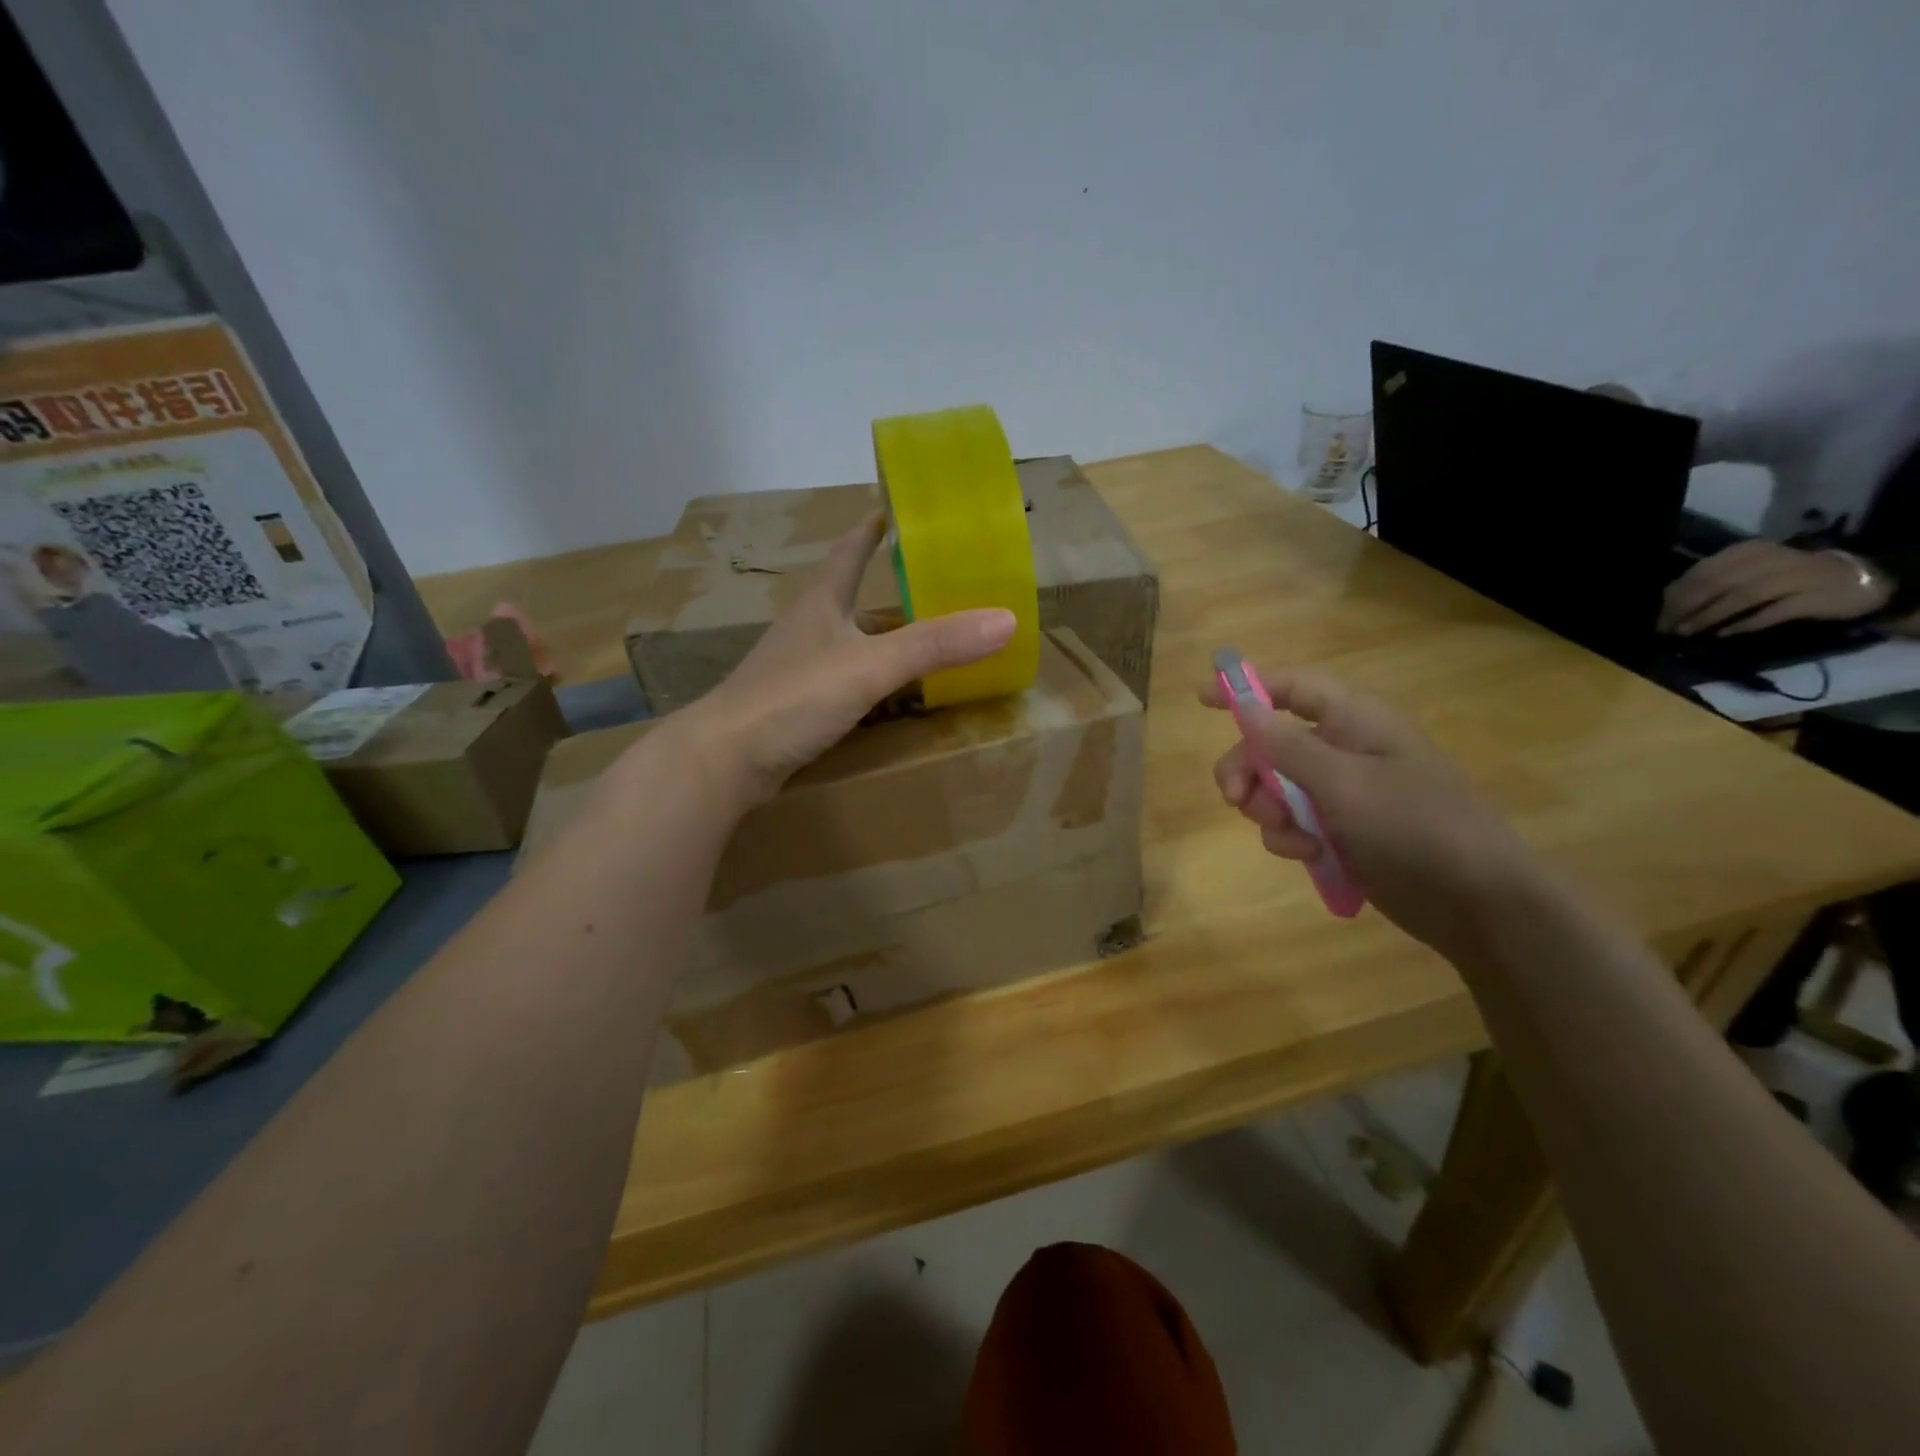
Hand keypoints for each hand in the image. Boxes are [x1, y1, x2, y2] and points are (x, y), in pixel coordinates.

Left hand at [661, 511, 1015, 809]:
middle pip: (850, 595)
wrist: (724, 761)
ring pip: (848, 640)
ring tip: (920, 633)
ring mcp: (798, 668)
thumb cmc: (793, 698)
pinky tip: (887, 689)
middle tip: (933, 580)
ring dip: (879, 634)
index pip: (849, 551)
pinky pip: (844, 678)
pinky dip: (870, 675)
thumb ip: (934, 645)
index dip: (871, 528)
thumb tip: (1006, 619)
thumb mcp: (869, 666)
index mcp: (821, 603)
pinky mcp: (796, 705)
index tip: (895, 506)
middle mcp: (808, 628)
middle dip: (885, 584)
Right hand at [1199, 668, 1538, 957]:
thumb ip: (1288, 746)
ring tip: (1291, 838)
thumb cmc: (1414, 826)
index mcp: (1355, 721)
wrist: (1476, 902)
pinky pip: (1293, 823)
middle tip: (1233, 799)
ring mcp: (1343, 793)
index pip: (1292, 688)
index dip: (1247, 688)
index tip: (1202, 700)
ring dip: (1269, 811)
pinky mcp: (1342, 831)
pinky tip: (1309, 855)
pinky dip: (1290, 838)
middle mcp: (1345, 749)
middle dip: (1248, 770)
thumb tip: (1245, 707)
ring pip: (1276, 788)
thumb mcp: (1344, 783)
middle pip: (1271, 743)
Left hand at [1660, 540, 1889, 636]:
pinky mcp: (1814, 597)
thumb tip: (1670, 601)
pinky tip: (1724, 634)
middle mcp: (1770, 559)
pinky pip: (1772, 611)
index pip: (1701, 572)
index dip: (1676, 596)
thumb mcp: (1748, 572)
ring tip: (1688, 632)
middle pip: (1716, 583)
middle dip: (1686, 608)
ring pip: (1741, 596)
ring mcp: (1795, 576)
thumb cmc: (1789, 578)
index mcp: (1748, 551)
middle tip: (1668, 628)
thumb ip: (1714, 581)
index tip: (1659, 617)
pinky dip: (1745, 623)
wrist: (1859, 578)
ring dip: (1709, 616)